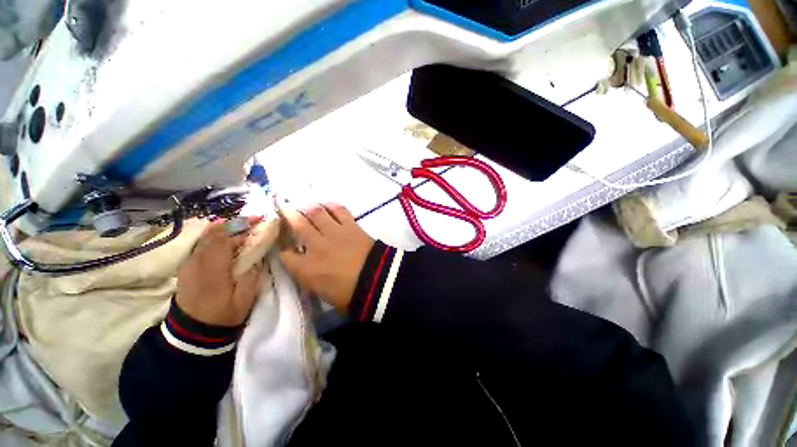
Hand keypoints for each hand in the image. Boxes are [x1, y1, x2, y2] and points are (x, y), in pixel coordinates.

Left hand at [177, 218, 264, 326]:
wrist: (192, 330)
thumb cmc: (222, 314)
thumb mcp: (244, 298)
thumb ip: (252, 275)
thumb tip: (256, 257)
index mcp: (213, 270)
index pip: (224, 239)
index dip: (240, 227)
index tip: (257, 221)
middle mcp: (197, 262)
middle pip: (212, 234)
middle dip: (233, 223)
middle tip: (252, 220)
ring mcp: (189, 263)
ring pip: (205, 237)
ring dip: (224, 227)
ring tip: (241, 225)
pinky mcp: (187, 267)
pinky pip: (201, 245)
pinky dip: (215, 236)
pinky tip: (225, 238)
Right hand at [279, 204, 373, 312]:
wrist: (377, 280)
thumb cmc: (350, 295)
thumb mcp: (323, 294)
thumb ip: (311, 279)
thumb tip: (307, 269)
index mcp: (306, 269)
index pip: (285, 255)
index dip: (284, 250)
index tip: (286, 247)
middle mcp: (316, 246)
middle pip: (297, 225)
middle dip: (288, 216)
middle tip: (284, 209)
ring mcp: (334, 233)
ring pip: (316, 213)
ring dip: (309, 208)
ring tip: (306, 206)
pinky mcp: (350, 226)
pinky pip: (338, 210)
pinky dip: (332, 206)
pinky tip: (328, 205)